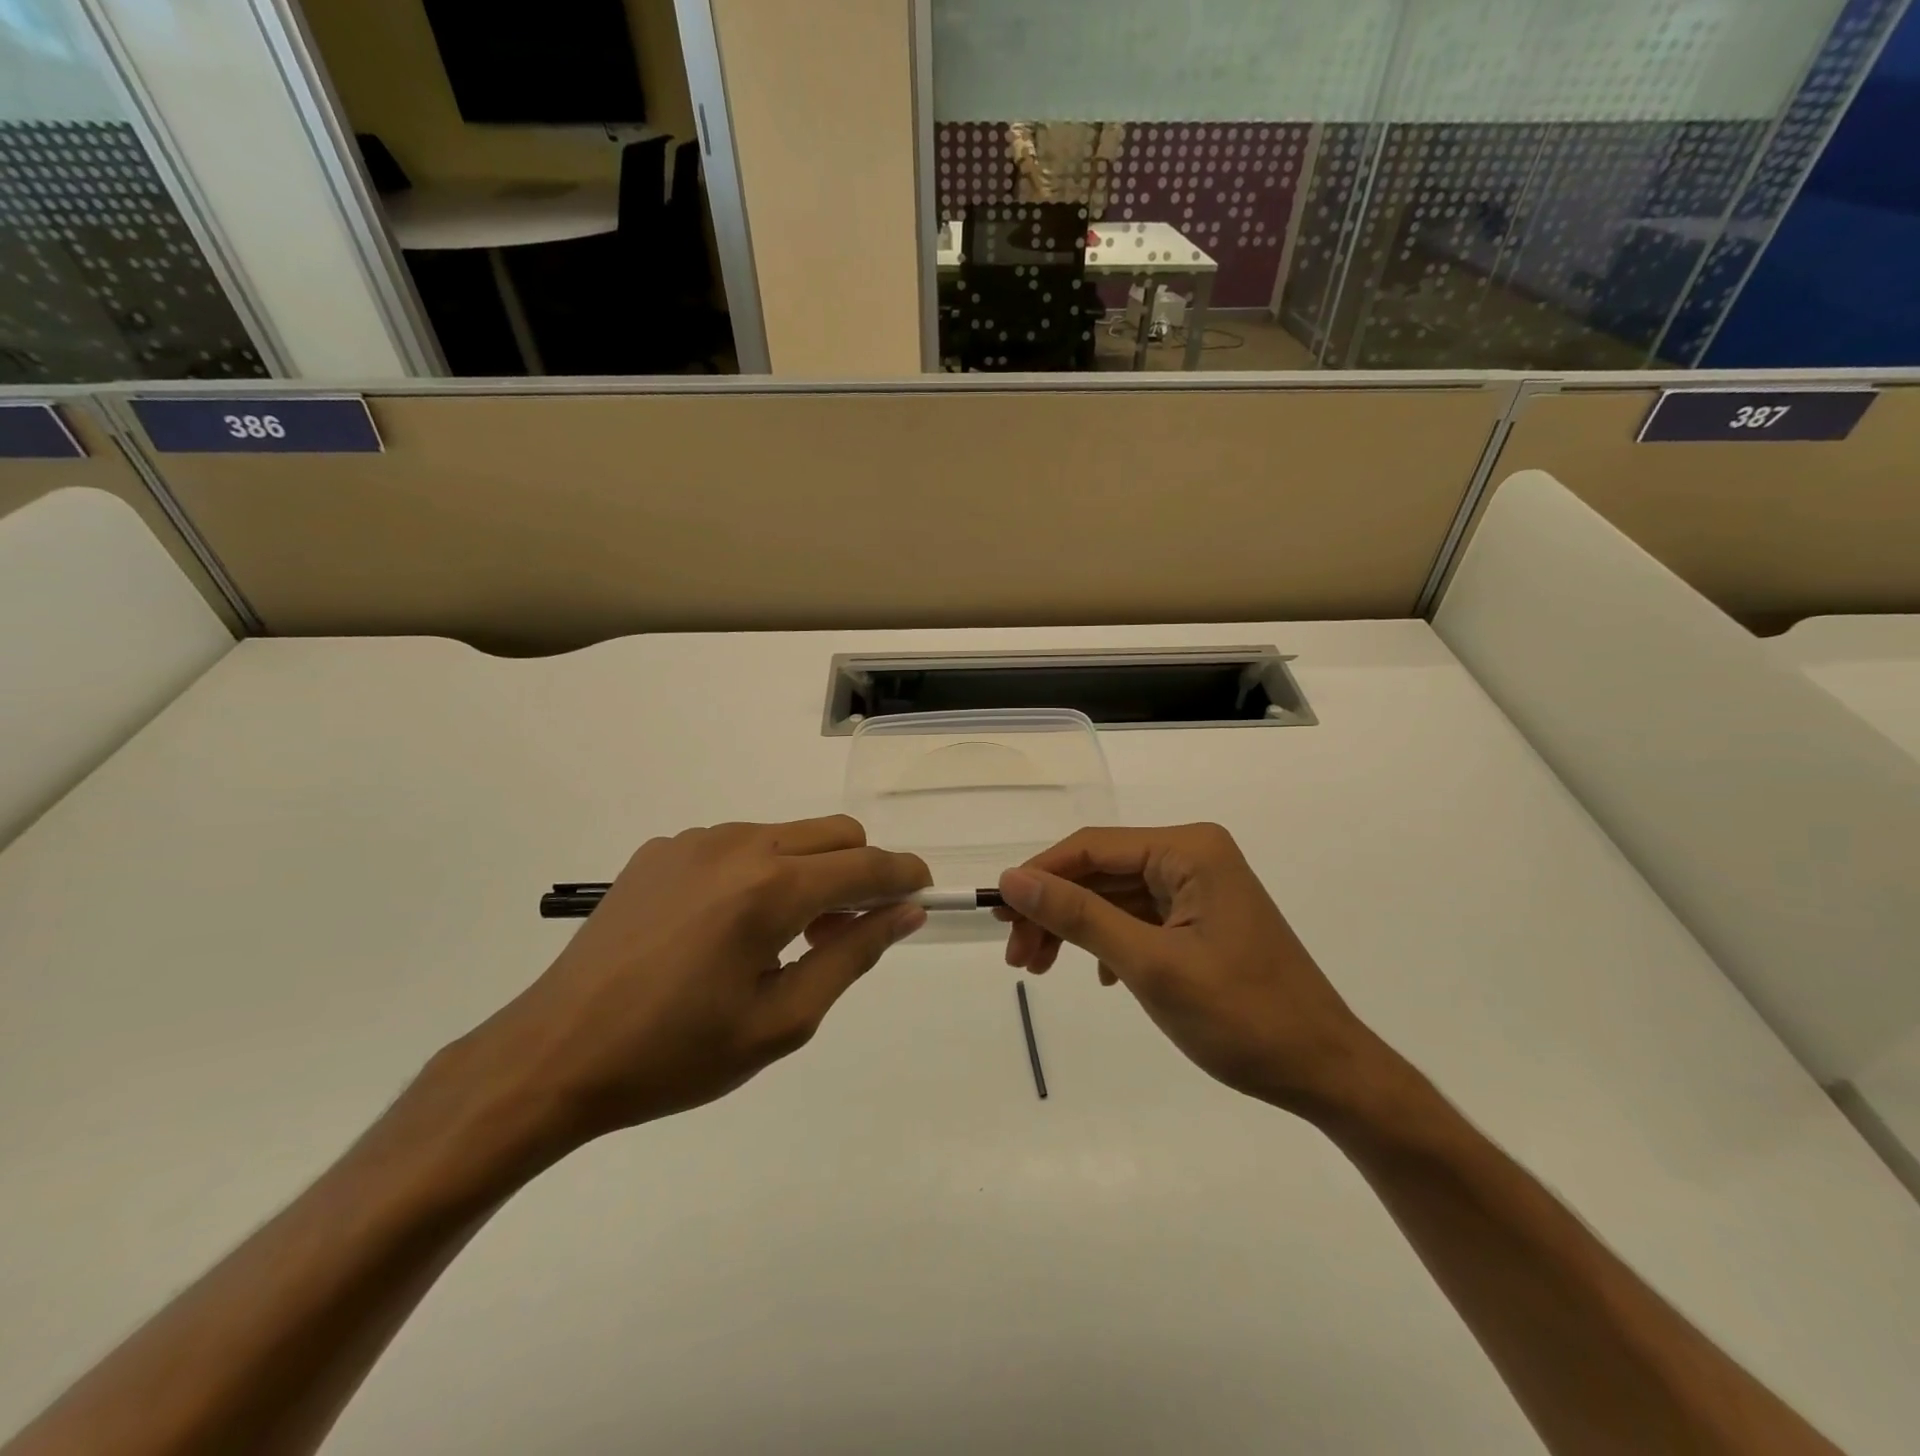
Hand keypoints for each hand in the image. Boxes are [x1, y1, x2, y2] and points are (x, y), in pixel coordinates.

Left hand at [462, 818, 928, 1148]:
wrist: (553, 1054)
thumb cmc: (676, 1054)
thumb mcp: (782, 1020)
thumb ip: (852, 955)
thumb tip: (905, 912)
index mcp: (771, 888)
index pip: (867, 865)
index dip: (905, 876)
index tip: (923, 894)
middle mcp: (738, 844)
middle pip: (835, 832)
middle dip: (862, 869)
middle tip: (850, 927)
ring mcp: (695, 840)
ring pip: (787, 834)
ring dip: (810, 870)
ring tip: (786, 935)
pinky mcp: (662, 849)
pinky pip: (737, 844)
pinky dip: (760, 871)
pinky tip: (728, 927)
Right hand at [997, 825, 1385, 1116]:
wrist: (1327, 1073)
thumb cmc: (1242, 1017)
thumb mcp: (1149, 965)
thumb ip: (1079, 916)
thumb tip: (1012, 878)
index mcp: (1189, 850)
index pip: (1092, 847)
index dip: (1039, 875)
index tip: (998, 915)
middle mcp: (1194, 856)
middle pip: (1100, 872)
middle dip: (1055, 911)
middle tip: (1017, 958)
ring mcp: (1200, 889)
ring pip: (1115, 897)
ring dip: (1076, 930)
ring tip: (1040, 969)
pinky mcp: (1202, 920)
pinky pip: (1139, 919)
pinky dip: (1109, 943)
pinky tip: (1101, 977)